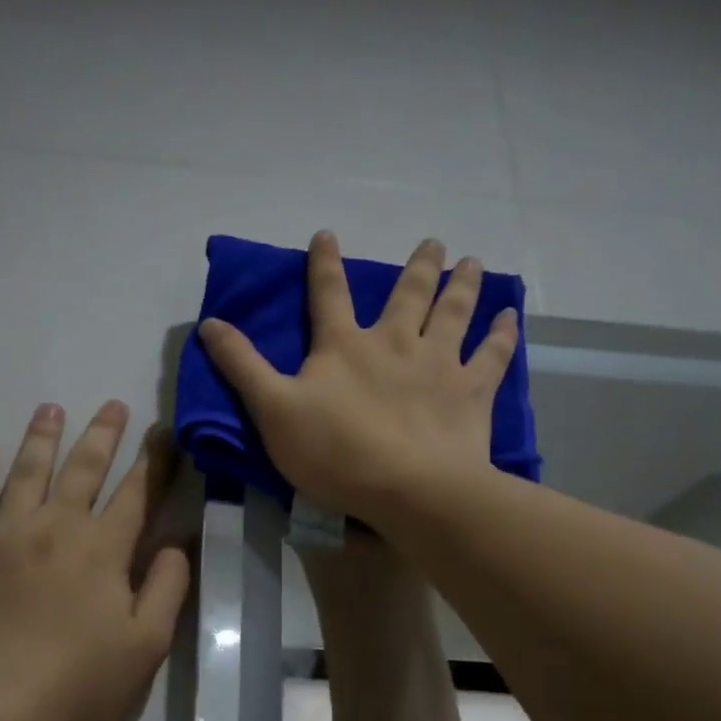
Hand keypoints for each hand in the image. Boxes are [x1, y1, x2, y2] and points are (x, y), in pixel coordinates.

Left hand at [0, 401, 190, 720]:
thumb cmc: (76, 684)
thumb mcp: (146, 646)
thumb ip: (167, 588)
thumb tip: (176, 543)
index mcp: (103, 549)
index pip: (137, 493)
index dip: (154, 461)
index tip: (163, 432)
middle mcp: (56, 525)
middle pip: (83, 468)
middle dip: (103, 434)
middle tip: (114, 404)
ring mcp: (4, 532)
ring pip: (27, 470)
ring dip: (43, 436)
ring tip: (52, 408)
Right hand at [198, 231, 519, 524]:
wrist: (407, 487)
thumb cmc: (333, 451)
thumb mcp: (272, 409)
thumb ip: (242, 366)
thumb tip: (209, 323)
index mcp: (344, 346)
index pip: (328, 294)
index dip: (324, 263)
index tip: (327, 233)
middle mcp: (395, 341)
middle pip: (408, 293)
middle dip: (418, 266)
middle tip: (433, 242)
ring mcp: (438, 363)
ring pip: (454, 312)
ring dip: (463, 285)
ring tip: (473, 262)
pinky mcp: (471, 392)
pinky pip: (492, 355)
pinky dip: (502, 334)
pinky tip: (511, 317)